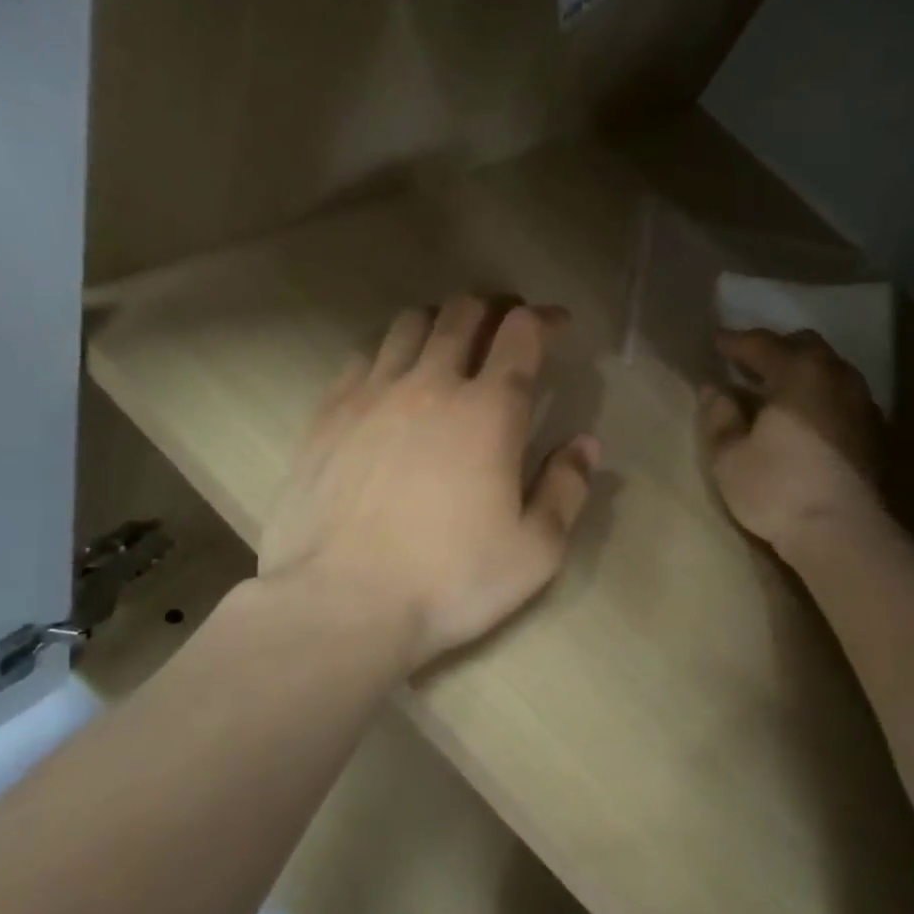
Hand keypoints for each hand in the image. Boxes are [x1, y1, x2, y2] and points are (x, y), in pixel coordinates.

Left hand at [259, 296, 600, 672]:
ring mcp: (372, 395)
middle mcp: (430, 384)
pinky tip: (391, 382)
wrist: (339, 605)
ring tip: (451, 344)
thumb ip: (567, 489)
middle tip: (506, 326)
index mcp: (489, 411)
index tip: (558, 325)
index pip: (521, 332)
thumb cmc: (449, 581)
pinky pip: (363, 358)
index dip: (544, 319)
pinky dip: (389, 355)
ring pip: (409, 325)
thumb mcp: (535, 550)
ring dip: (440, 323)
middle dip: (493, 308)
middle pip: (463, 312)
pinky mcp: (327, 415)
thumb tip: (586, 444)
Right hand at [699, 328, 885, 562]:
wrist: (842, 532)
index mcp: (798, 373)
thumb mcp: (730, 456)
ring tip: (778, 390)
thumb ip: (719, 416)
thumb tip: (714, 389)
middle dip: (775, 349)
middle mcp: (835, 376)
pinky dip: (821, 396)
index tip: (716, 341)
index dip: (735, 341)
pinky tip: (807, 418)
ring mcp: (861, 403)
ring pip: (829, 370)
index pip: (761, 344)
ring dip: (802, 372)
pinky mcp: (874, 432)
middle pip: (804, 346)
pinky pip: (843, 396)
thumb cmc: (777, 489)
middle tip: (749, 363)